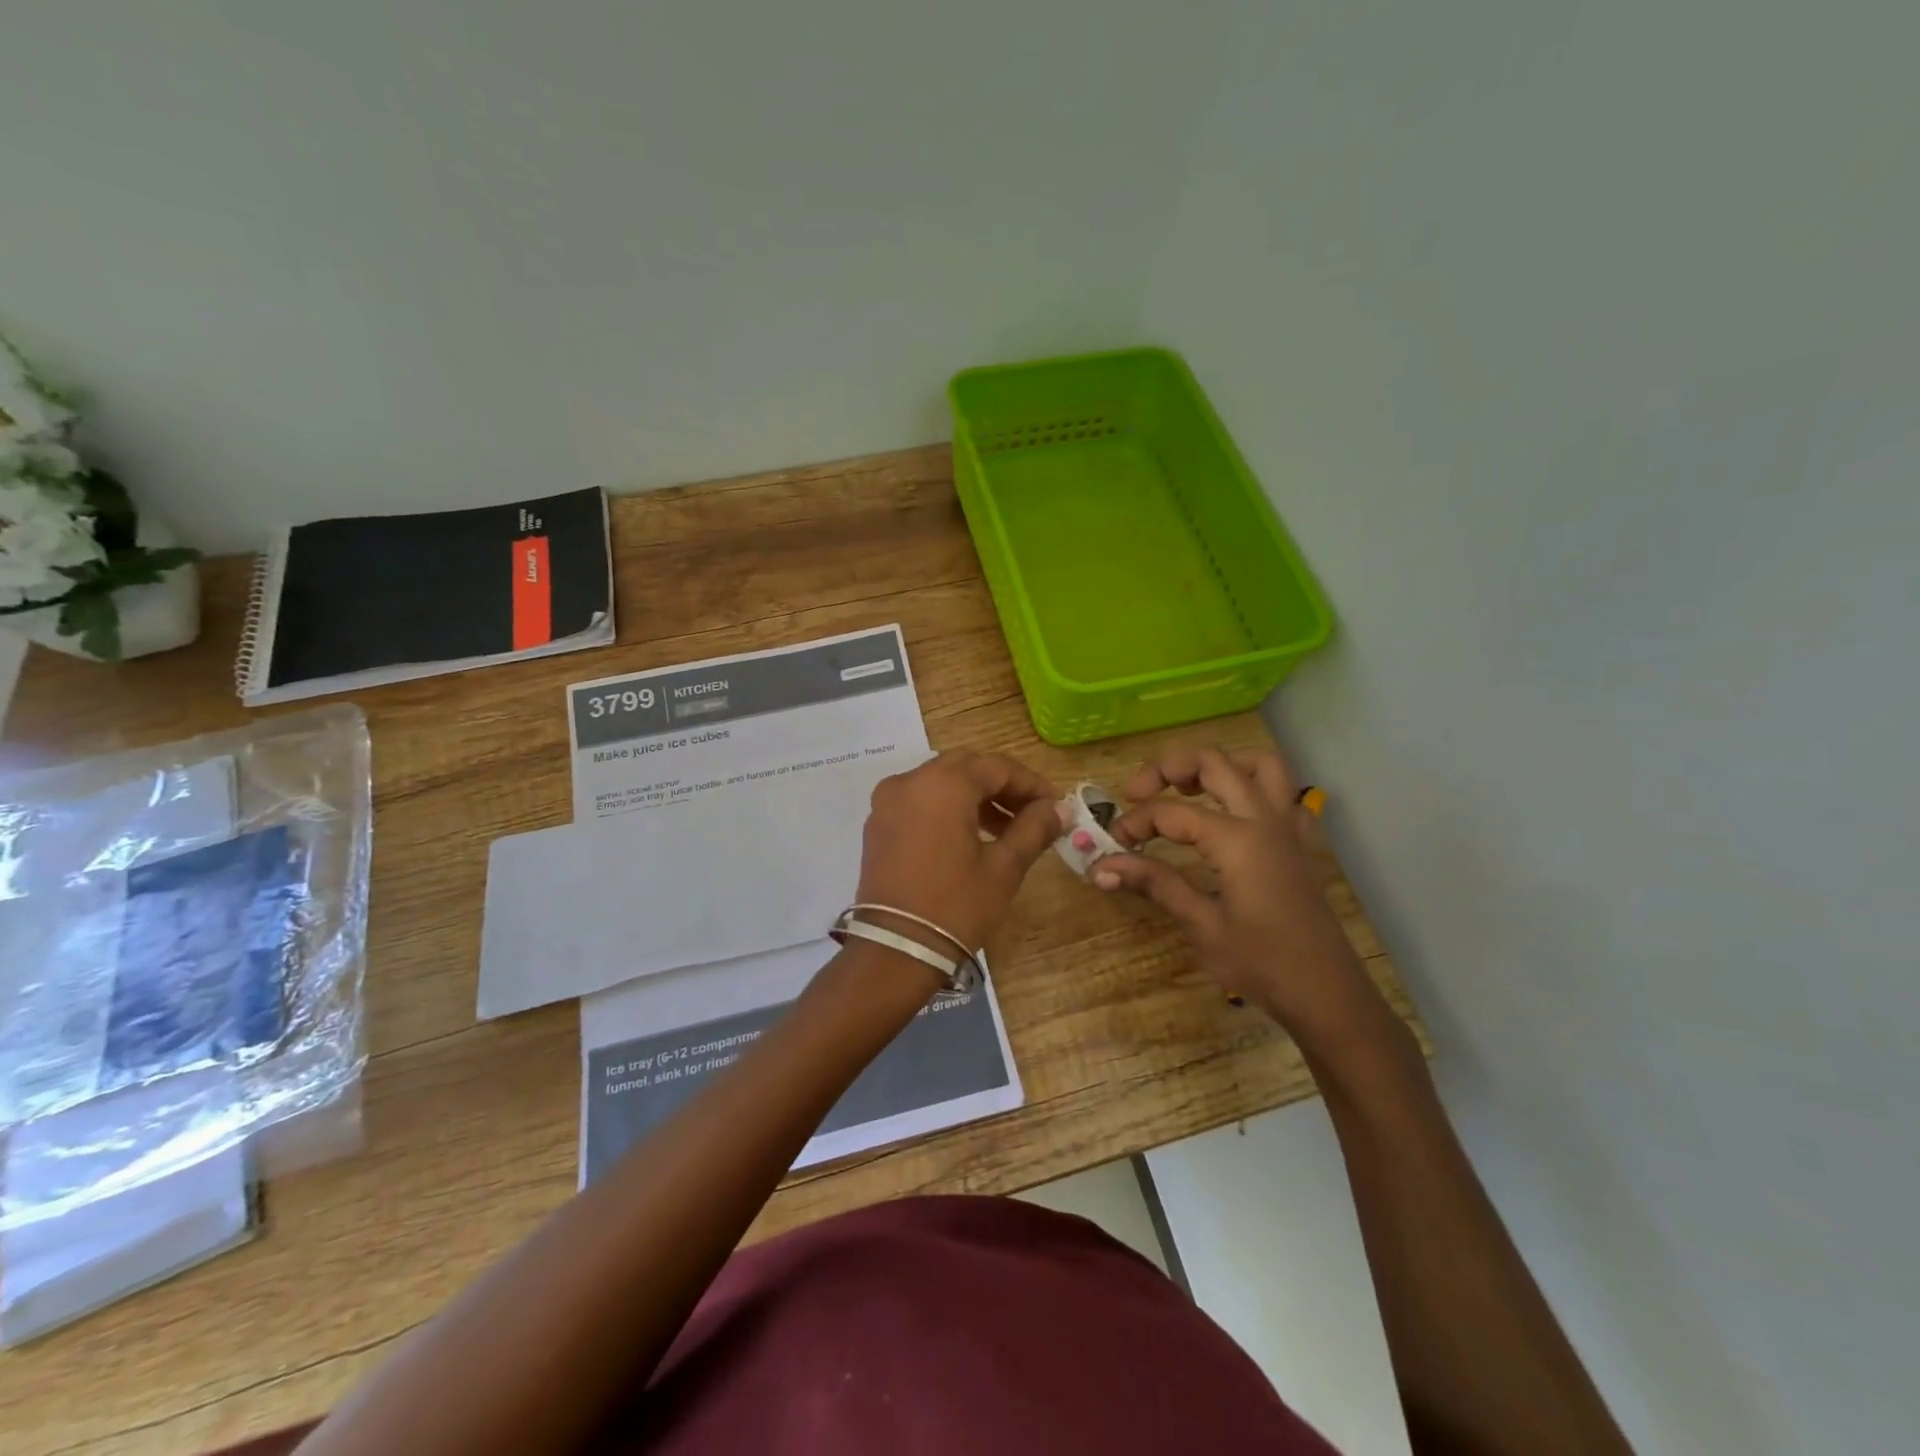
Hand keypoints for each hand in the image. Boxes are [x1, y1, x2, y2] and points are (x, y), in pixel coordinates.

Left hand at [855, 750, 1064, 955]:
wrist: (896, 950)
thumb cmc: (956, 906)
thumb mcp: (1004, 868)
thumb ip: (1033, 829)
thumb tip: (1058, 808)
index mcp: (944, 784)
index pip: (997, 767)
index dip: (1030, 783)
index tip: (1054, 805)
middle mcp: (911, 781)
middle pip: (966, 767)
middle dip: (1001, 786)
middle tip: (1030, 814)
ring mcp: (888, 801)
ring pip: (940, 781)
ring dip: (974, 796)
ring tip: (1003, 830)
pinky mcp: (878, 824)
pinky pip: (919, 799)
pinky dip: (946, 806)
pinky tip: (967, 836)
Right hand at [1094, 745, 1380, 1044]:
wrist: (1327, 995)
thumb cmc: (1261, 964)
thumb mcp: (1201, 925)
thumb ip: (1154, 883)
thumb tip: (1100, 866)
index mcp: (1237, 839)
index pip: (1171, 812)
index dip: (1135, 822)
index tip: (1112, 845)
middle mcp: (1264, 819)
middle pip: (1214, 762)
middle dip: (1168, 768)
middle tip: (1137, 792)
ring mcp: (1288, 826)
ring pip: (1259, 763)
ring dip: (1220, 765)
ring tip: (1187, 788)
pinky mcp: (1299, 842)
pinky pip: (1284, 793)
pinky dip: (1255, 786)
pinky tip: (1235, 811)